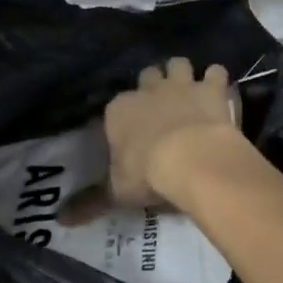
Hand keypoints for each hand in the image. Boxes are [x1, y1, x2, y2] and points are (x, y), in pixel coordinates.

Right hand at [104, 57, 239, 206]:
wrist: (191, 158)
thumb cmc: (148, 174)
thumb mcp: (116, 192)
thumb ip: (92, 200)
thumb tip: (61, 219)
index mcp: (119, 111)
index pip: (116, 106)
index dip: (125, 115)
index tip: (132, 130)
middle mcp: (148, 90)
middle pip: (148, 74)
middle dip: (154, 84)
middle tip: (162, 104)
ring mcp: (181, 85)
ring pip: (178, 64)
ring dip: (183, 74)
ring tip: (190, 90)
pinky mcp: (210, 88)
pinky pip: (215, 72)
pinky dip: (217, 80)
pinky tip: (221, 92)